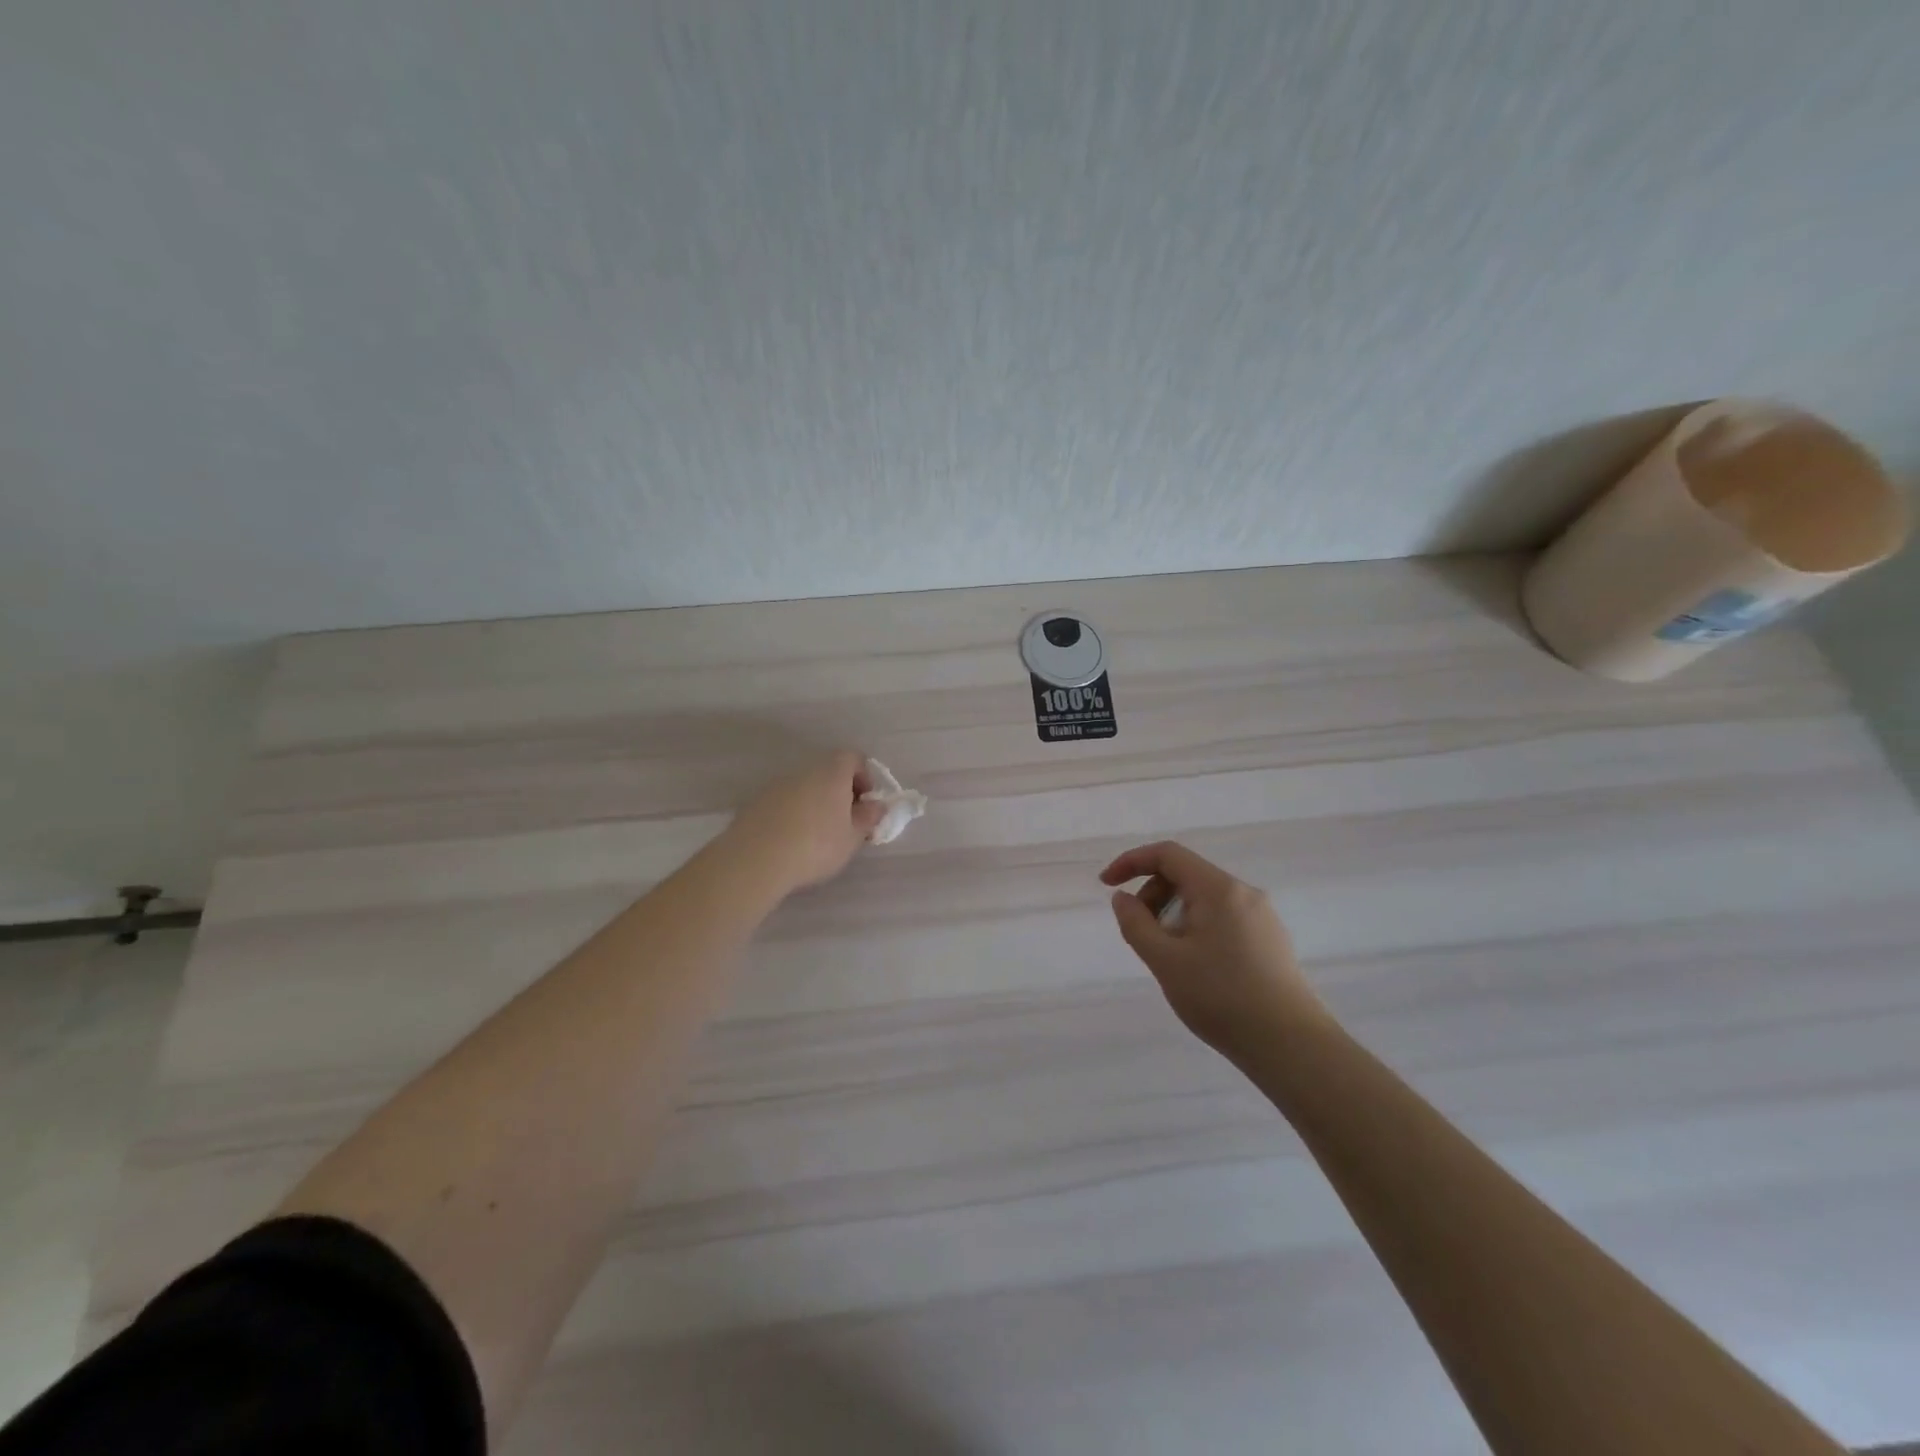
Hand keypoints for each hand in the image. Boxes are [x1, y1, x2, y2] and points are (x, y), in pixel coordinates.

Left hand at [725, 752, 887, 894]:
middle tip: (845, 823)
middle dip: (840, 793)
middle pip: (828, 772)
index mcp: (832, 772)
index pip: (854, 758)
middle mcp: (803, 771)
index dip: (865, 777)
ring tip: (817, 837)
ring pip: (805, 787)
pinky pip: (784, 802)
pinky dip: (793, 814)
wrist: (755, 860)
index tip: (866, 805)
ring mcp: (776, 785)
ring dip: (816, 804)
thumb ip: (868, 818)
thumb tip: (876, 805)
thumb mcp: (852, 837)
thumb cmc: (816, 845)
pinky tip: (792, 841)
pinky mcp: (756, 802)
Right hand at [1101, 841, 1324, 1062]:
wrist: (1292, 1047)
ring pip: (1204, 900)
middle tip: (1139, 935)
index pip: (1168, 854)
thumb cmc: (1222, 998)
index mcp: (1218, 889)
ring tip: (1167, 958)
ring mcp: (1262, 917)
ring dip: (1173, 915)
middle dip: (1153, 896)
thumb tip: (1123, 898)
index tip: (1107, 885)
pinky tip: (1195, 968)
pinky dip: (1196, 929)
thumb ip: (1136, 923)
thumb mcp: (1165, 961)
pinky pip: (1222, 919)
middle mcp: (1244, 893)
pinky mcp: (1270, 941)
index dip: (1131, 862)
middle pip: (1186, 875)